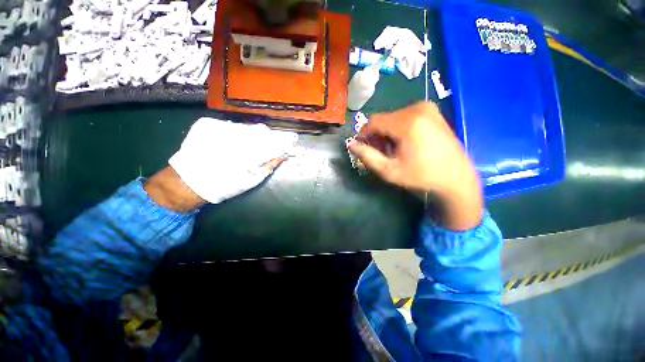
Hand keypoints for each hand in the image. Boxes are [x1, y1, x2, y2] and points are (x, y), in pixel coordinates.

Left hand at [166, 117, 297, 205]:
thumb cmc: (225, 185)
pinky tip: (233, 140)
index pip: (272, 140)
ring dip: (251, 134)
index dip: (282, 140)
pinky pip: (230, 124)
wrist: (189, 181)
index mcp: (248, 152)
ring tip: (249, 144)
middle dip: (267, 136)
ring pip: (245, 126)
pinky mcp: (207, 124)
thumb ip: (268, 166)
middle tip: (269, 143)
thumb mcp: (251, 180)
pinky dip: (236, 131)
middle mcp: (234, 136)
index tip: (289, 141)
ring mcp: (219, 127)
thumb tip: (282, 156)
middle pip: (259, 130)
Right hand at [348, 102, 482, 230]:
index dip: (364, 135)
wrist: (456, 178)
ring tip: (393, 149)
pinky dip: (398, 128)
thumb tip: (351, 144)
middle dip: (376, 135)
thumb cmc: (421, 176)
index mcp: (408, 123)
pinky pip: (404, 116)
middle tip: (380, 152)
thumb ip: (367, 156)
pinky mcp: (432, 112)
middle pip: (383, 119)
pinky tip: (403, 143)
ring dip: (387, 132)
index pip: (373, 122)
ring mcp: (427, 108)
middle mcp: (418, 109)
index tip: (364, 148)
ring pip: (392, 117)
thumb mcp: (389, 171)